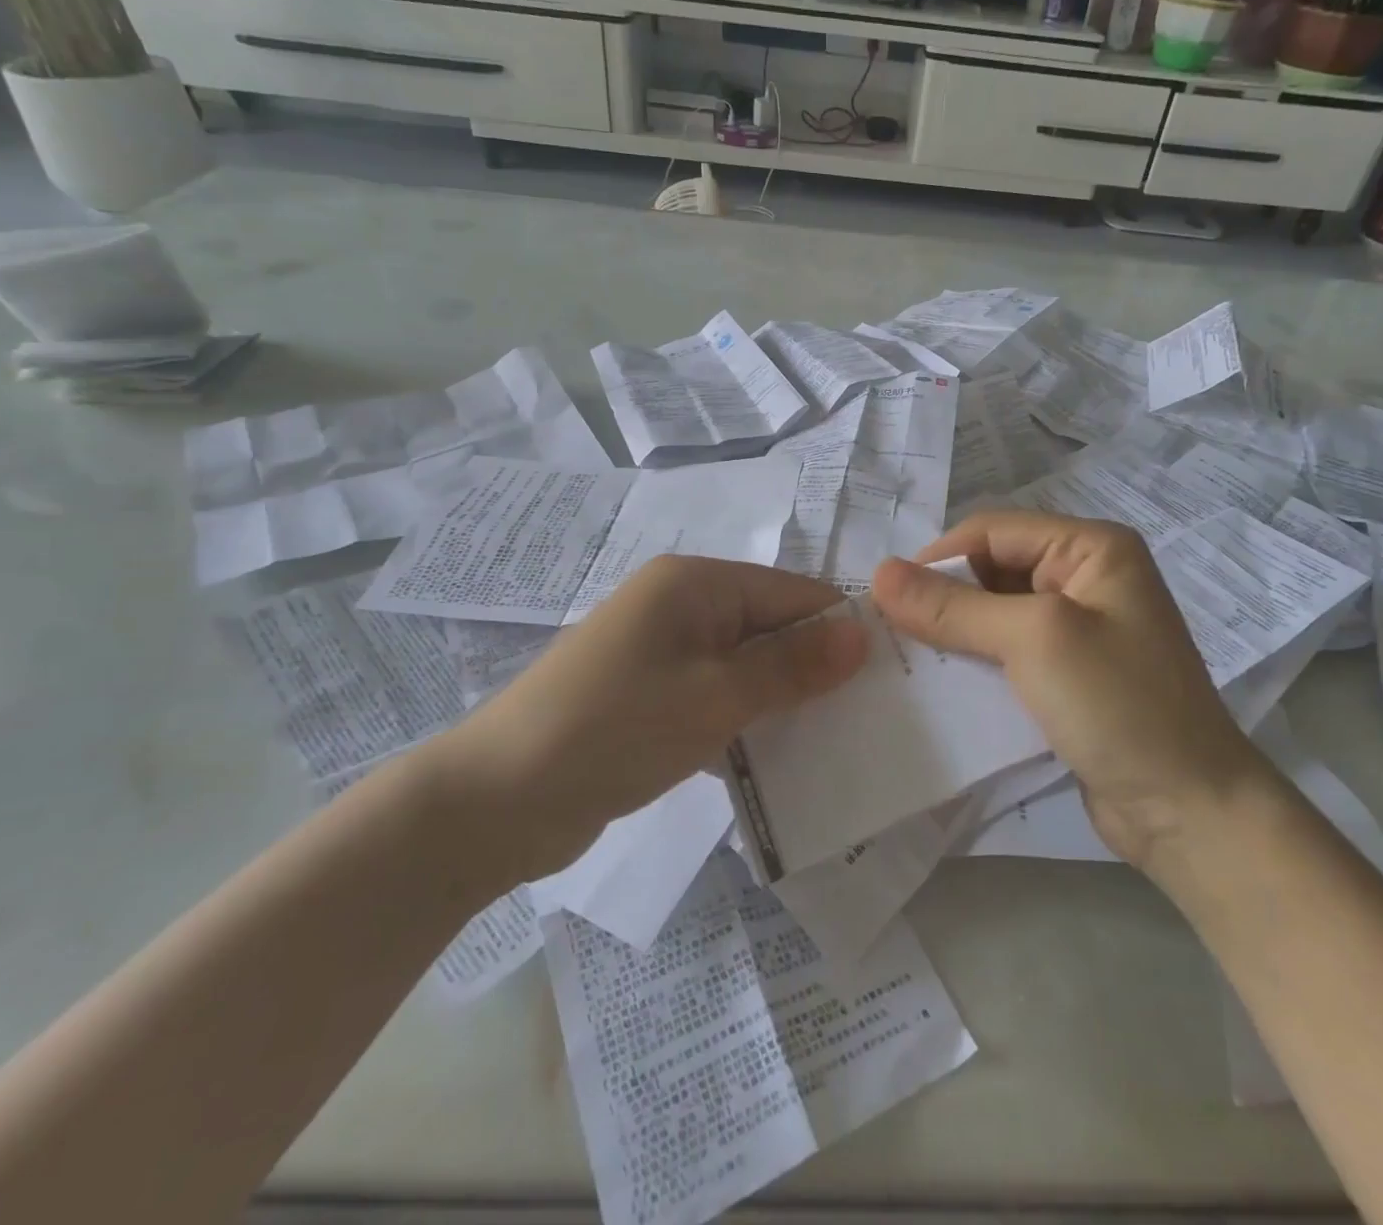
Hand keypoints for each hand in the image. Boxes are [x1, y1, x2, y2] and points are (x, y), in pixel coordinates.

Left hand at [425, 556, 867, 886]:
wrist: (496, 800)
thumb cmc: (614, 730)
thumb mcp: (715, 696)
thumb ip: (791, 665)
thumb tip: (862, 634)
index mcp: (695, 582)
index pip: (792, 592)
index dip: (839, 631)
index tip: (887, 679)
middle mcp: (681, 604)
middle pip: (770, 626)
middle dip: (815, 668)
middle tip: (868, 718)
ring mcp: (662, 650)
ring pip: (745, 664)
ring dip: (782, 698)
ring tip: (835, 740)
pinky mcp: (650, 694)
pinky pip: (716, 694)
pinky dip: (746, 718)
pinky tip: (777, 757)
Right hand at [872, 513, 1256, 866]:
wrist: (1188, 811)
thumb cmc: (1119, 705)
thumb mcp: (1033, 640)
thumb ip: (955, 607)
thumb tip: (880, 574)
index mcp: (1091, 548)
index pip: (994, 531)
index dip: (938, 557)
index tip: (886, 596)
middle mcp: (1085, 577)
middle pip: (993, 569)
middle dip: (943, 596)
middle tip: (889, 629)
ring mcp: (1079, 628)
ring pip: (995, 612)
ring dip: (953, 631)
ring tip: (904, 654)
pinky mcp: (1067, 674)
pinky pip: (1007, 651)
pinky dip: (972, 661)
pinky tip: (940, 681)